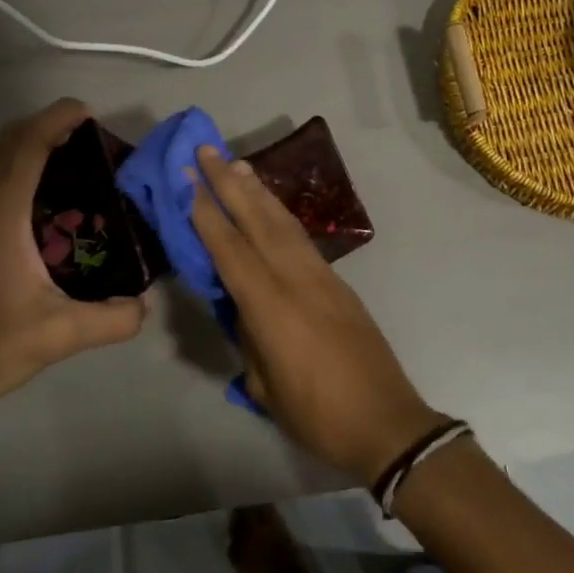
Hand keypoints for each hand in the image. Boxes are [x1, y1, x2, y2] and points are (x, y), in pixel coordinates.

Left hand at [0, 99, 146, 422]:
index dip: (56, 120)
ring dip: (34, 145)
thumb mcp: (60, 335)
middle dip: (49, 126)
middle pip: (10, 143)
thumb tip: (145, 304)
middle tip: (94, 139)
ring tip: (81, 161)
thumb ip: (111, 318)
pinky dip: (24, 168)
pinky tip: (54, 200)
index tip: (90, 115)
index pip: (26, 147)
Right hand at [190, 147, 439, 484]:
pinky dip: (281, 215)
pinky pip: (301, 238)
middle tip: (206, 150)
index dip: (206, 213)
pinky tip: (270, 207)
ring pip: (283, 223)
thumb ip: (249, 337)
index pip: (230, 250)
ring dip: (258, 191)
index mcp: (271, 307)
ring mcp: (322, 277)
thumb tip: (241, 307)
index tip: (187, 179)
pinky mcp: (338, 282)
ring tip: (237, 164)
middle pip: (257, 221)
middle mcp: (296, 279)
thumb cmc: (318, 415)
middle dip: (229, 183)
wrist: (387, 422)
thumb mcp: (265, 385)